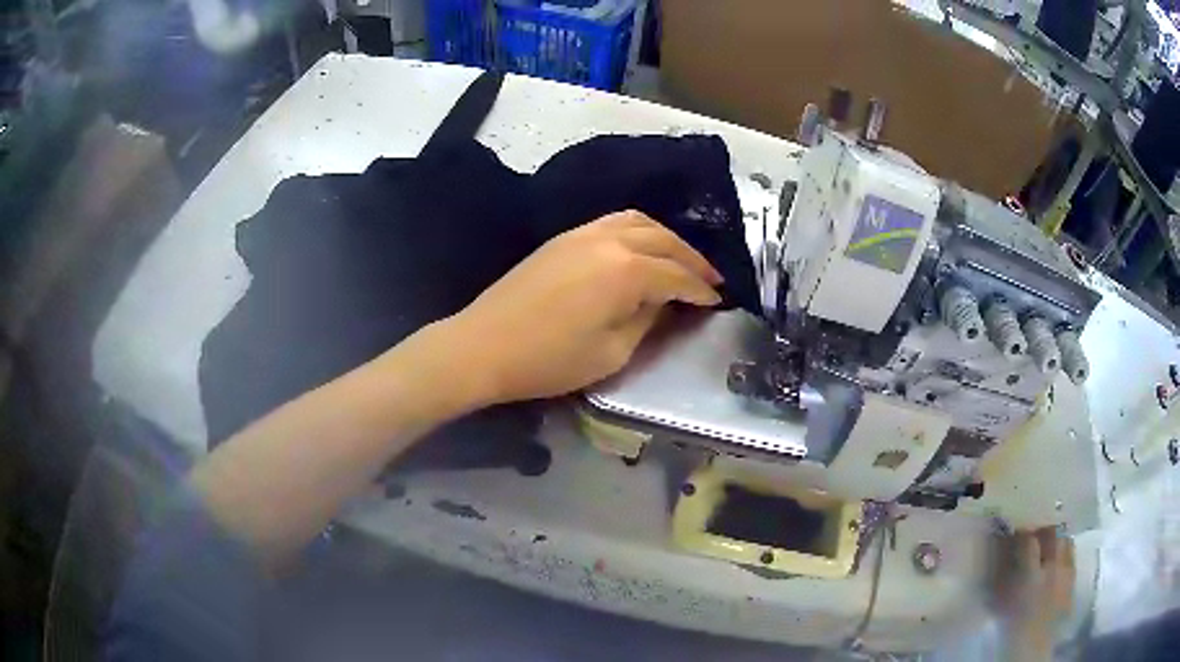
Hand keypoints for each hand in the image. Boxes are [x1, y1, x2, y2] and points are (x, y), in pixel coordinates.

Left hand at [443, 210, 722, 405]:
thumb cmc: (549, 359)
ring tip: (682, 260)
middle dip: (693, 260)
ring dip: (668, 239)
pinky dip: (639, 230)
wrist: (484, 345)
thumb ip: (647, 321)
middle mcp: (610, 240)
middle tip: (712, 279)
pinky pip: (614, 222)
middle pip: (664, 241)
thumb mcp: (611, 353)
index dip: (701, 291)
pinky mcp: (565, 237)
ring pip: (640, 222)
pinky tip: (642, 248)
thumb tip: (666, 303)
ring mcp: (584, 233)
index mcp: (627, 271)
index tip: (718, 302)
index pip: (677, 276)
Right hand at [994, 529, 1075, 660]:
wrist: (1030, 650)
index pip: (1028, 541)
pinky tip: (1058, 564)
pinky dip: (1066, 555)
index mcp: (1030, 575)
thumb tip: (1001, 554)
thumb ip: (1002, 577)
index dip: (1022, 535)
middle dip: (1043, 532)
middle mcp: (1051, 568)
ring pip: (1066, 542)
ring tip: (1049, 548)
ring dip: (1057, 541)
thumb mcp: (1001, 603)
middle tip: (1034, 536)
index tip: (1015, 535)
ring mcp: (1065, 574)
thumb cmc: (1010, 628)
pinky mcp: (1073, 582)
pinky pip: (1072, 558)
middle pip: (1052, 534)